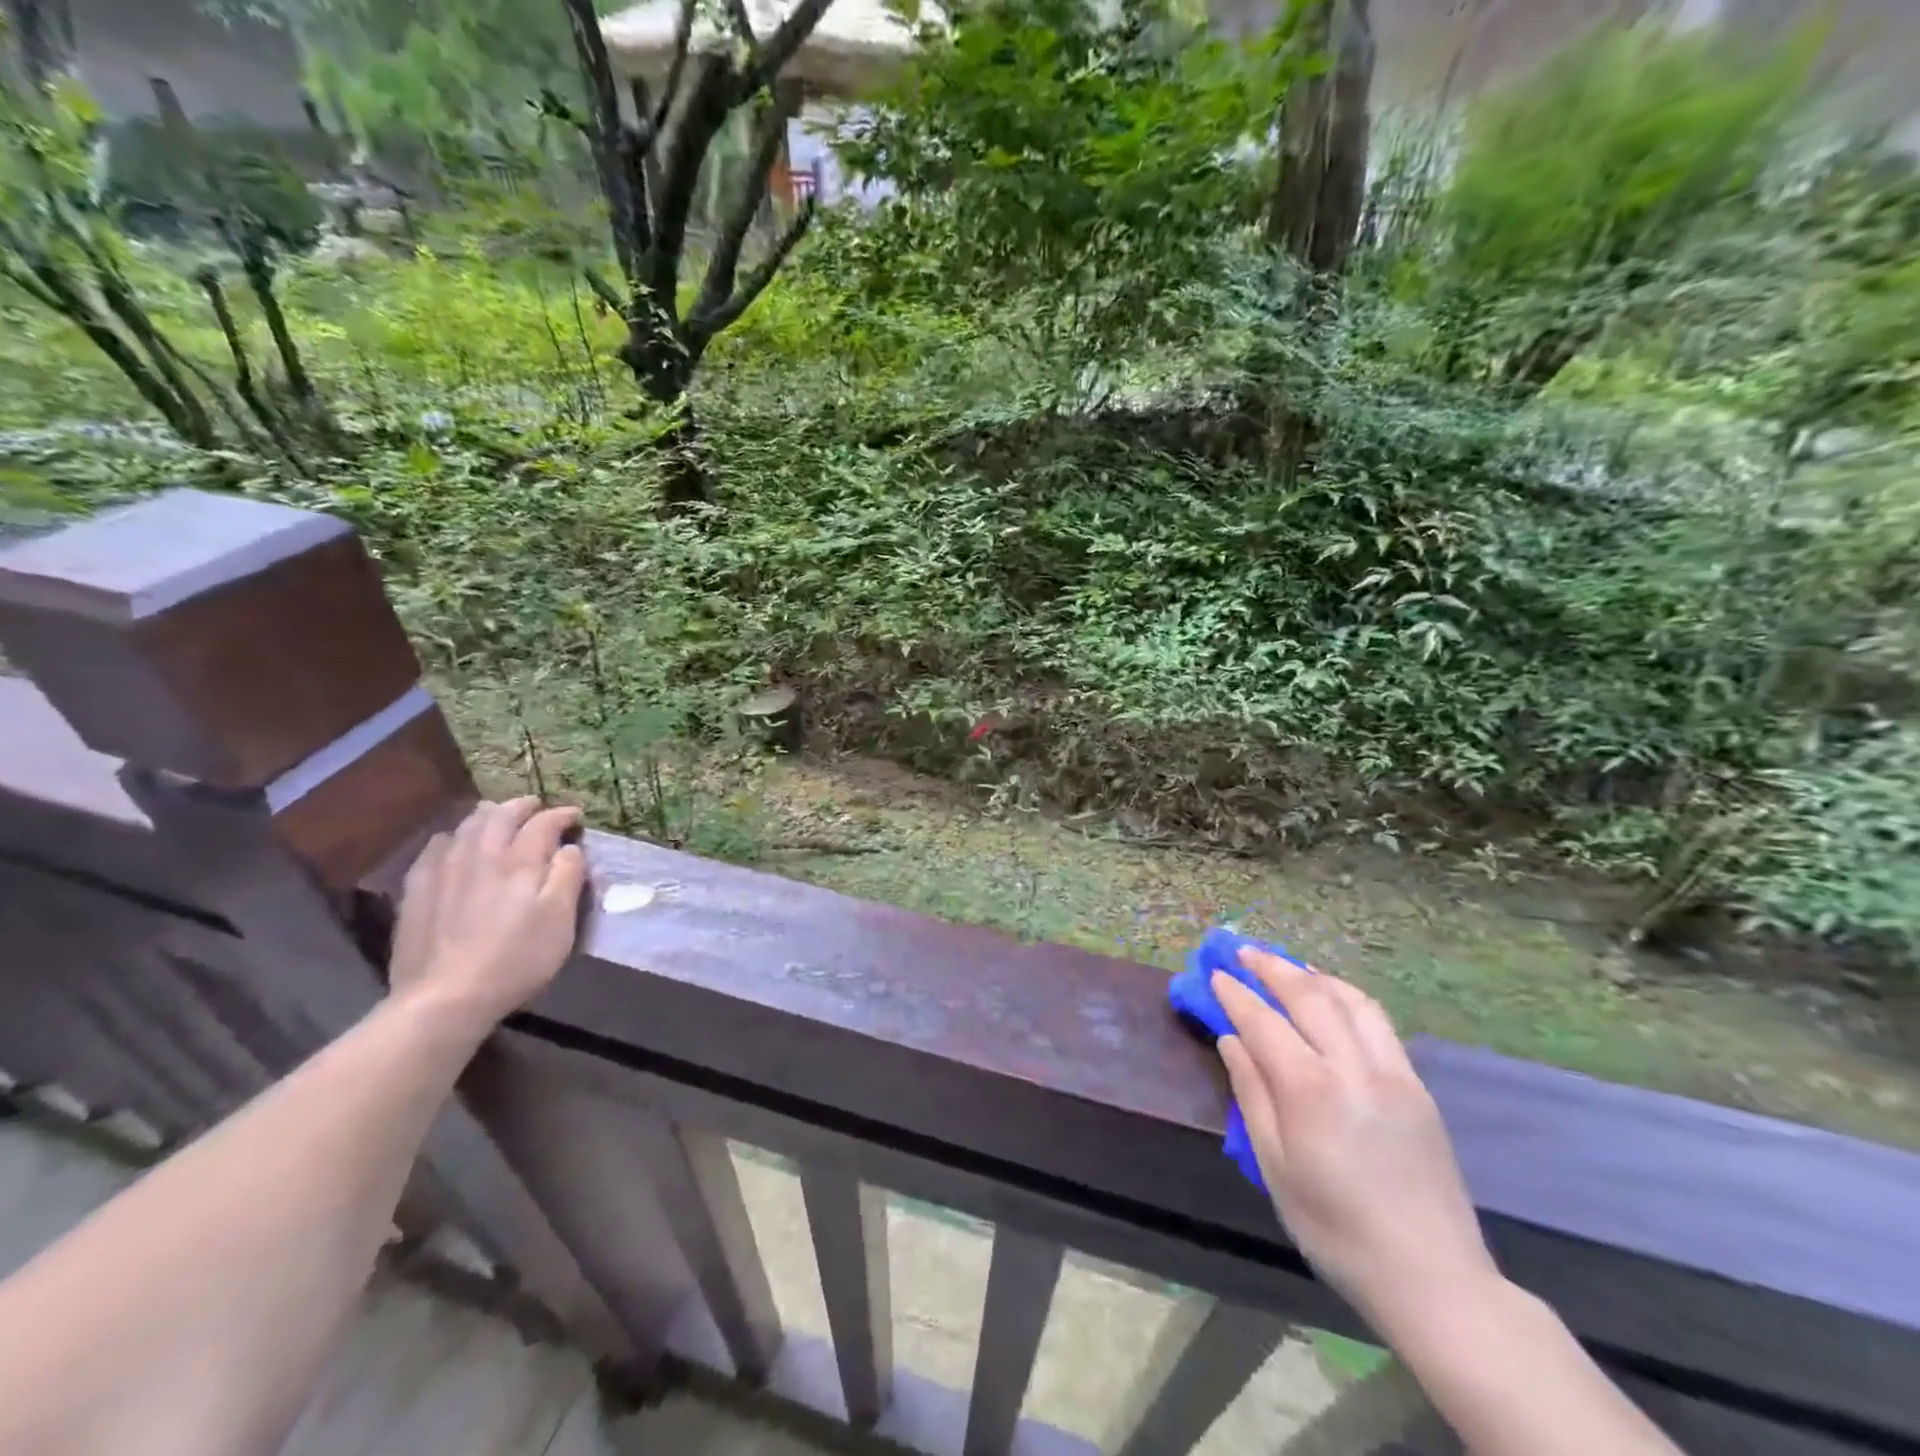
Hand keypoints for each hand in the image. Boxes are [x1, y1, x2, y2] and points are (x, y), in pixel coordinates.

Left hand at [387, 798, 586, 1031]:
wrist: (445, 997)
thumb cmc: (517, 958)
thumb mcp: (560, 920)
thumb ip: (568, 876)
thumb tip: (569, 848)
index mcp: (521, 861)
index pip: (544, 823)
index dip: (562, 815)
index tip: (576, 817)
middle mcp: (481, 854)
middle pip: (501, 815)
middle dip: (522, 806)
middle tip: (536, 806)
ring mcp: (444, 870)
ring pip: (467, 826)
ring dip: (487, 816)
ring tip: (498, 816)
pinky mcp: (417, 890)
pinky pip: (435, 848)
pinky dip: (453, 837)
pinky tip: (453, 844)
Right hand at [1213, 950, 1498, 1336]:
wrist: (1434, 1278)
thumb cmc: (1336, 1229)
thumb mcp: (1275, 1168)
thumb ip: (1252, 1095)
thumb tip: (1231, 1041)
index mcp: (1311, 1090)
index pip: (1263, 1022)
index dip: (1235, 994)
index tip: (1215, 974)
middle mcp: (1353, 1067)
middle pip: (1308, 996)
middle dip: (1271, 968)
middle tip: (1243, 951)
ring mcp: (1392, 1072)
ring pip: (1349, 999)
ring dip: (1313, 974)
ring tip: (1287, 965)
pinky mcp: (1417, 1085)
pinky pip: (1379, 1021)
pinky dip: (1348, 996)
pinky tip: (1333, 997)